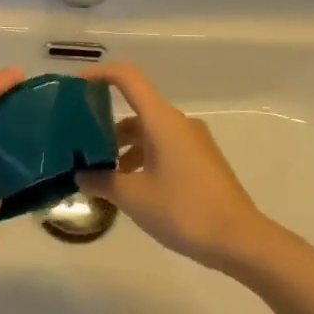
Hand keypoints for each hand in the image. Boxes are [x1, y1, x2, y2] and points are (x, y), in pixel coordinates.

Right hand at [75, 61, 282, 274]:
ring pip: (149, 131)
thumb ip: (101, 181)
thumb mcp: (133, 197)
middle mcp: (179, 123)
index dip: (99, 74)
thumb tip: (80, 175)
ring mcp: (193, 142)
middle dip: (105, 124)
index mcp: (162, 120)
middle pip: (136, 109)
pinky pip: (163, 147)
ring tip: (101, 174)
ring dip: (124, 146)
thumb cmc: (183, 210)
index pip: (128, 78)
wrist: (239, 239)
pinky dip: (142, 158)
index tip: (75, 87)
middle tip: (79, 144)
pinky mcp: (201, 161)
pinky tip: (130, 188)